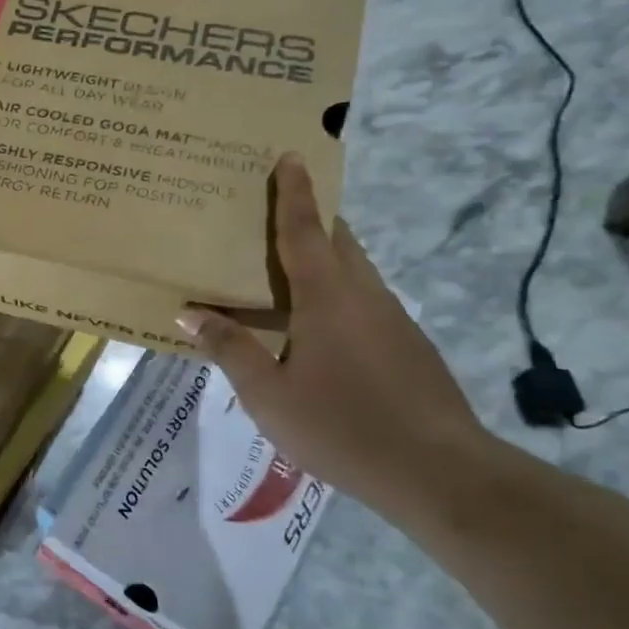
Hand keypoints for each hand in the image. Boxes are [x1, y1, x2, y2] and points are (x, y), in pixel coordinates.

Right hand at [177, 154, 491, 508]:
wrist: (439, 473)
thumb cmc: (342, 426)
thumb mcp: (268, 394)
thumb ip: (229, 348)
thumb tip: (189, 313)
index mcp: (327, 297)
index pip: (304, 231)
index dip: (294, 193)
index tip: (291, 155)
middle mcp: (364, 296)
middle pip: (336, 242)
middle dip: (309, 219)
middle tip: (272, 213)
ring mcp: (393, 320)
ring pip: (352, 272)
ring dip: (321, 259)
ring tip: (282, 273)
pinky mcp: (408, 345)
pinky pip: (362, 302)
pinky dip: (334, 295)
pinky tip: (313, 330)